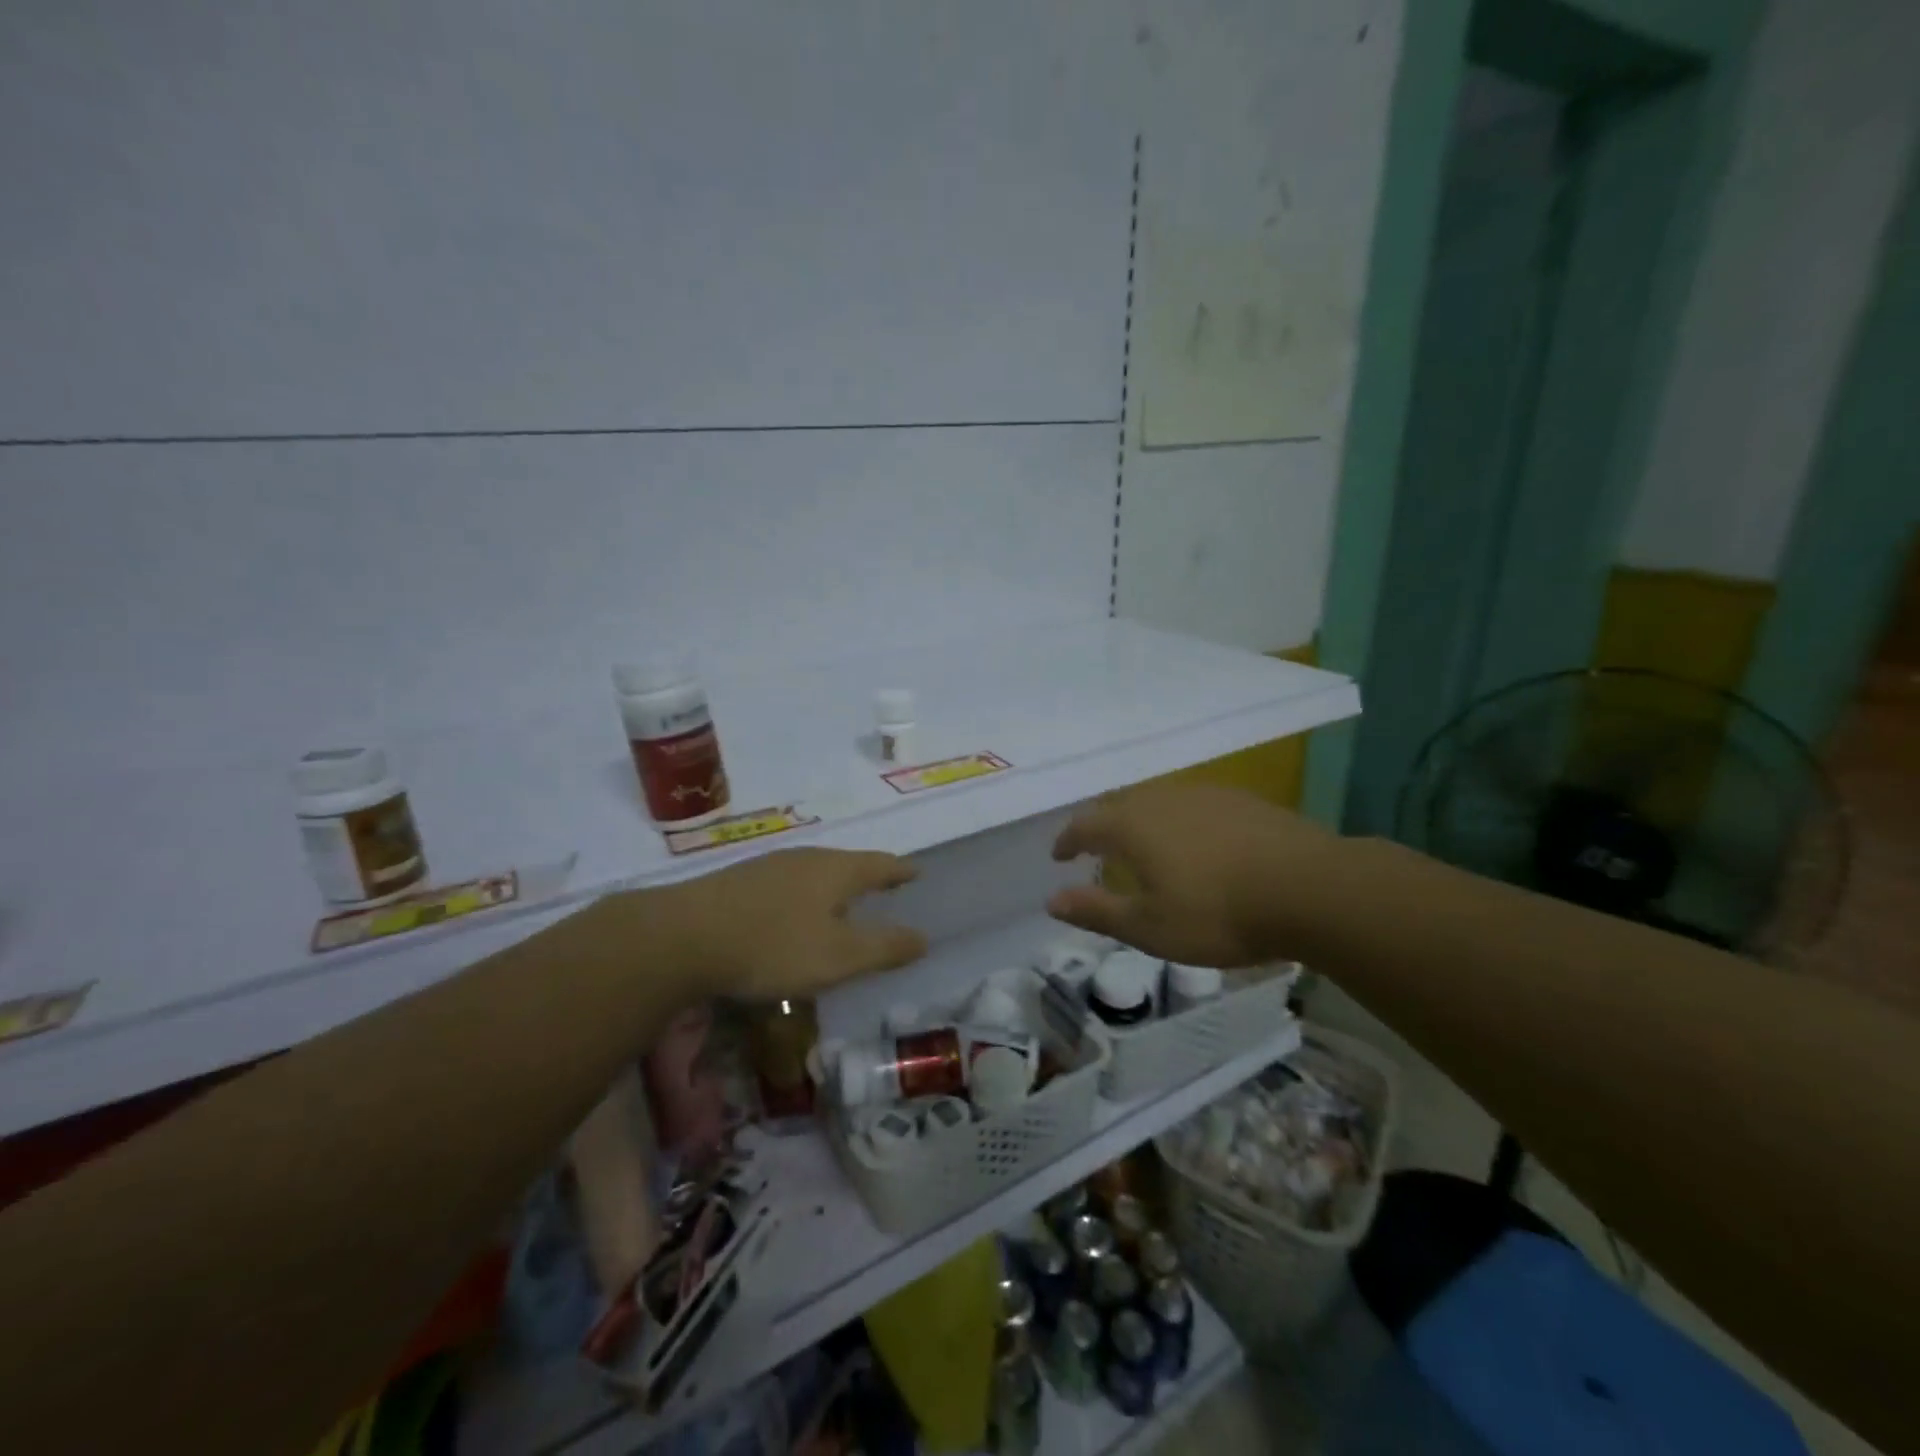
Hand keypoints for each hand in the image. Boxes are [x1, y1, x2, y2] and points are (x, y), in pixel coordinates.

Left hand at [651, 848, 926, 999]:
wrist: (683, 937)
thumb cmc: (774, 945)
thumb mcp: (838, 957)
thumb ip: (884, 948)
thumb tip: (924, 938)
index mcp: (836, 870)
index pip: (881, 864)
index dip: (901, 871)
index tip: (917, 872)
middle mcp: (806, 857)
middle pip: (847, 862)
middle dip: (867, 875)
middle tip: (883, 886)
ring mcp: (769, 865)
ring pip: (814, 871)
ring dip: (833, 885)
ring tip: (841, 901)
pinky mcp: (739, 880)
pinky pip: (786, 882)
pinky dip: (803, 895)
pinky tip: (791, 912)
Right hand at [1046, 783, 1342, 966]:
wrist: (1311, 889)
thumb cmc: (1218, 913)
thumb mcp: (1149, 927)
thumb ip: (1097, 911)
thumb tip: (1051, 901)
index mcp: (1133, 825)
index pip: (1085, 825)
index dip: (1067, 840)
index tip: (1059, 856)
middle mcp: (1163, 798)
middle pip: (1120, 806)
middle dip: (1103, 827)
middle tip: (1097, 849)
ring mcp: (1206, 794)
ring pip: (1159, 801)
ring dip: (1142, 821)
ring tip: (1144, 846)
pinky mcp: (1243, 800)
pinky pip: (1194, 805)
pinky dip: (1180, 821)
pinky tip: (1197, 842)